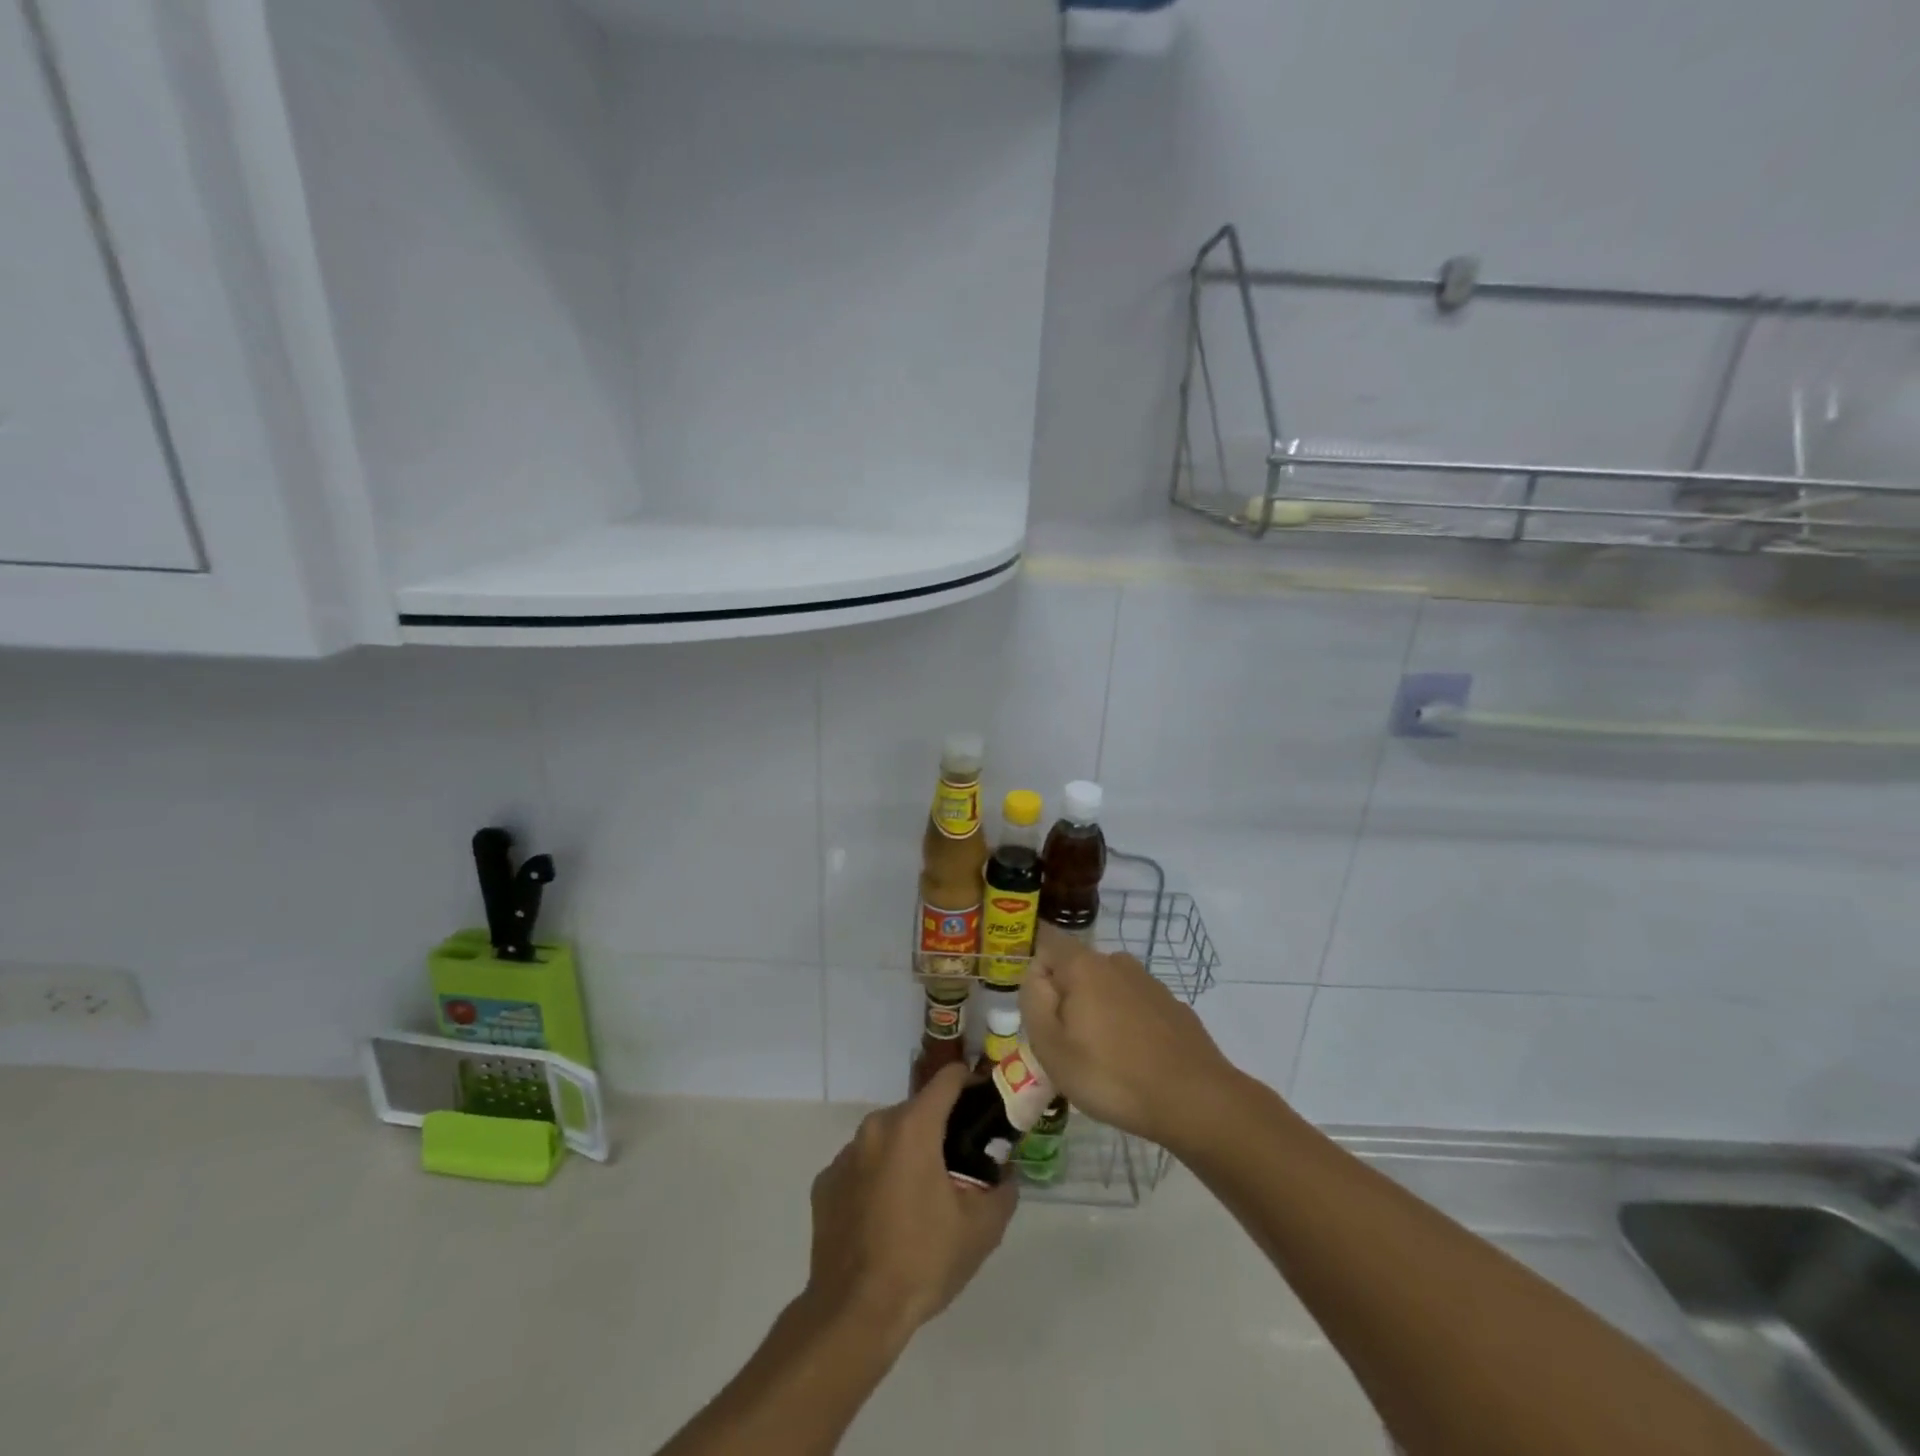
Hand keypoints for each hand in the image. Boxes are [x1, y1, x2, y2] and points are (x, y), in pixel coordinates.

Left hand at [804, 1064, 1016, 1347]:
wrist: (853, 1314)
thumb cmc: (922, 1261)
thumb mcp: (981, 1230)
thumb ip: (1003, 1191)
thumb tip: (1006, 1175)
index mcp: (913, 1127)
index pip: (948, 1079)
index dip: (971, 1083)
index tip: (985, 1102)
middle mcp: (875, 1128)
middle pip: (916, 1111)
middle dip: (939, 1129)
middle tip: (959, 1164)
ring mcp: (845, 1155)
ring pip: (887, 1138)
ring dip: (906, 1154)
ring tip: (921, 1196)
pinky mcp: (825, 1184)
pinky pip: (861, 1166)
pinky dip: (877, 1178)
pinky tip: (885, 1218)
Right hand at [1020, 922, 1236, 1147]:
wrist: (1195, 1101)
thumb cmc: (1112, 1075)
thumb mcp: (1051, 1047)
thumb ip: (1034, 1002)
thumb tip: (1036, 975)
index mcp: (1083, 965)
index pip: (1047, 942)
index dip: (1034, 968)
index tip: (1035, 1007)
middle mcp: (1117, 962)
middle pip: (1077, 970)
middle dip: (1066, 998)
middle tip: (1065, 1046)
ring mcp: (1150, 983)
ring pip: (1107, 990)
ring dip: (1098, 1014)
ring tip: (1101, 1061)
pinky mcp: (1173, 1007)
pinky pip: (1135, 1008)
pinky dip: (1127, 1027)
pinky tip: (1134, 1064)